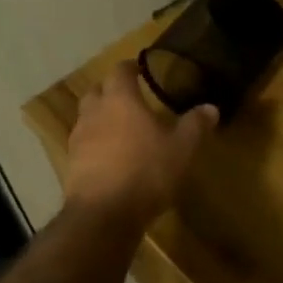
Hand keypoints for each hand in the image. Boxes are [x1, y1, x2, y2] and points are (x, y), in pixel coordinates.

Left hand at [64, 61, 216, 228]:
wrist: (104, 214)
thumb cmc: (146, 172)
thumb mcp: (181, 149)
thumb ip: (195, 125)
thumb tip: (211, 107)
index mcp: (120, 101)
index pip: (120, 72)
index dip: (130, 68)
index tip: (140, 69)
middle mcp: (94, 113)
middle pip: (97, 91)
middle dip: (111, 91)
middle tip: (129, 98)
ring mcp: (78, 139)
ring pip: (87, 118)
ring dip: (101, 118)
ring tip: (121, 129)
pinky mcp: (71, 165)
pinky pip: (83, 145)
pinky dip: (95, 144)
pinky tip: (110, 158)